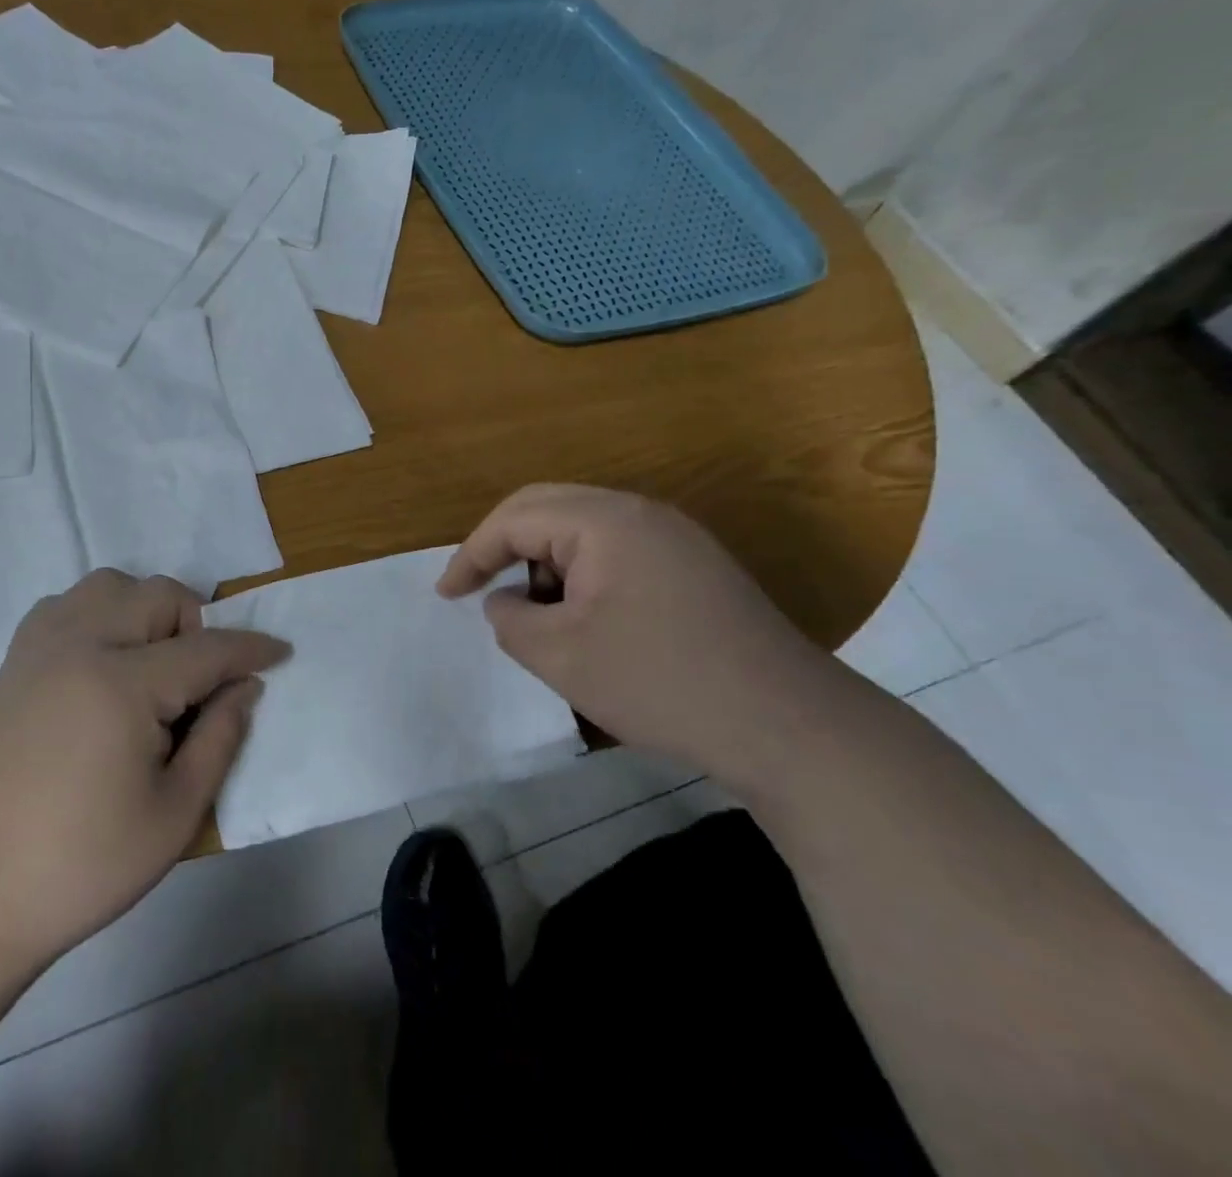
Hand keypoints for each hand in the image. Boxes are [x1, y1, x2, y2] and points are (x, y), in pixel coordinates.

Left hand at [0, 569, 288, 974]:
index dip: (251, 649)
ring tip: (151, 667)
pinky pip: (66, 606)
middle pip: (158, 595)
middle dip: (196, 625)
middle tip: (203, 682)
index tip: (282, 651)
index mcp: (122, 683)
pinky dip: (98, 615)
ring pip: (109, 586)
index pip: (207, 648)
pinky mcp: (11, 663)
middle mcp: (80, 644)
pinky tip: (100, 666)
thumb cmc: (78, 868)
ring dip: (144, 611)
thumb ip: (219, 739)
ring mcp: (38, 648)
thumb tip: (245, 687)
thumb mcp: (172, 817)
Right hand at [437, 484, 840, 789]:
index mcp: (604, 520)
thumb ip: (509, 619)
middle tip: (476, 587)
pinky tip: (584, 618)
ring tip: (536, 614)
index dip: (471, 554)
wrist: (789, 726)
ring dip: (545, 561)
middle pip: (547, 508)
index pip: (515, 518)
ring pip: (582, 528)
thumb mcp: (559, 655)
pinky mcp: (694, 565)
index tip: (445, 595)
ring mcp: (674, 535)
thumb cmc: (659, 682)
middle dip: (503, 547)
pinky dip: (582, 574)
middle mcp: (640, 511)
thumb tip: (504, 601)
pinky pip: (616, 550)